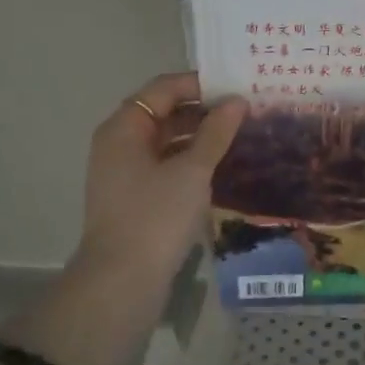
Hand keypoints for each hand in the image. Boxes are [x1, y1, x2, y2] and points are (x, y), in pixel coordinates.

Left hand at [8, 74, 244, 364]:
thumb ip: (216, 132)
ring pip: (166, 141)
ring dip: (200, 136)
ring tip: (240, 136)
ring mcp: (125, 173)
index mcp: (124, 128)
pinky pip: (166, 166)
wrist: (122, 281)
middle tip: (245, 111)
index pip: (163, 89)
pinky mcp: (135, 198)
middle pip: (163, 113)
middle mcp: (119, 144)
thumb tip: (237, 101)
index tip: (237, 86)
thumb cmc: (156, 216)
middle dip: (203, 110)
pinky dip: (191, 160)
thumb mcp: (192, 170)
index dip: (200, 83)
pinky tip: (221, 167)